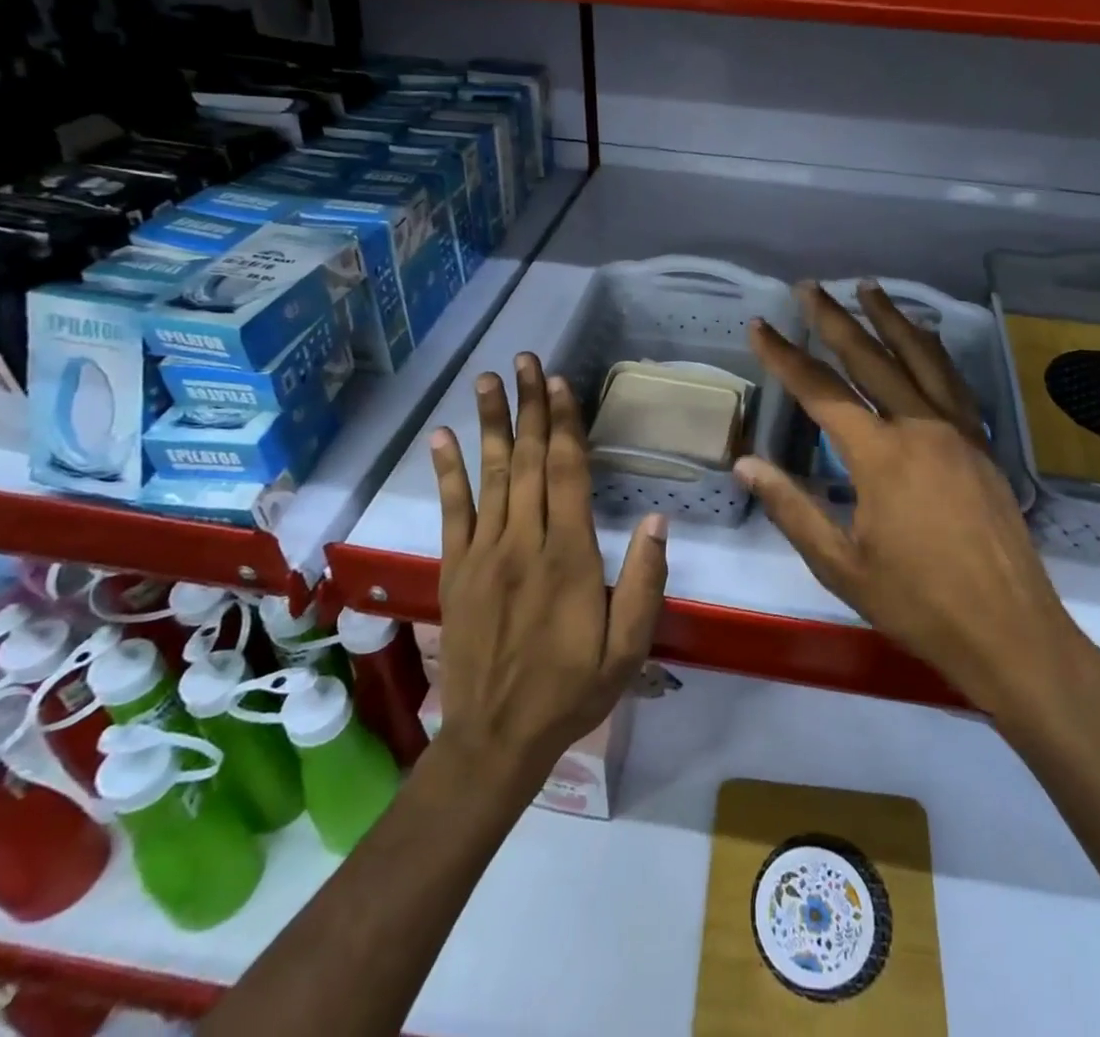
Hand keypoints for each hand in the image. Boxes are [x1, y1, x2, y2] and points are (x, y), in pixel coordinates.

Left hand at [429, 353, 667, 778]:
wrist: (496, 738)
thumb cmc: (573, 691)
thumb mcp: (629, 648)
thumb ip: (644, 582)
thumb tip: (657, 519)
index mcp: (569, 557)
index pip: (567, 474)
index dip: (563, 424)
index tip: (558, 383)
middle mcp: (524, 543)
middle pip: (529, 462)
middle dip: (529, 407)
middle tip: (525, 360)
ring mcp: (484, 554)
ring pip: (491, 476)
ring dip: (491, 424)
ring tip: (487, 380)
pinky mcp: (456, 570)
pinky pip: (451, 512)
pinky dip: (447, 473)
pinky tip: (442, 438)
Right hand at [739, 283, 1088, 730]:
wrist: (1009, 631)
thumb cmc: (918, 604)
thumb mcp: (841, 565)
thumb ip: (792, 508)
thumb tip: (746, 463)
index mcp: (881, 455)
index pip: (821, 391)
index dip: (785, 356)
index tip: (759, 326)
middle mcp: (920, 427)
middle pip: (871, 358)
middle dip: (834, 319)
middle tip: (809, 286)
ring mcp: (958, 432)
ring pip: (920, 359)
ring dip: (891, 320)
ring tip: (869, 288)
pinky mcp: (981, 445)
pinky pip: (953, 383)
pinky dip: (933, 352)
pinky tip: (925, 339)